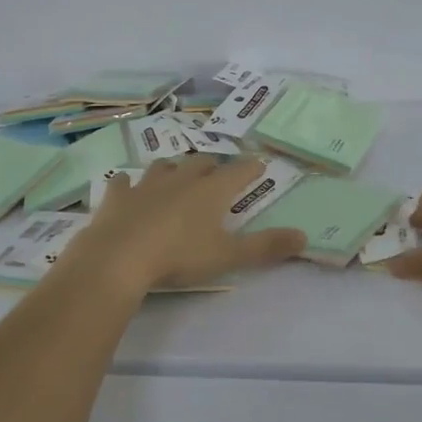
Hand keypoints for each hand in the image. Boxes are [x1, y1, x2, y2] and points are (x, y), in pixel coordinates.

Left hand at [62, 155, 306, 293]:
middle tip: (218, 175)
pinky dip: (128, 184)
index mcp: (211, 191)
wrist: (118, 258)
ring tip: (177, 175)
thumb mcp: (228, 256)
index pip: (239, 171)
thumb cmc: (179, 257)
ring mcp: (146, 184)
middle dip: (213, 166)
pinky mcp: (117, 196)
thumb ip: (266, 246)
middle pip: (202, 163)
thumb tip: (304, 236)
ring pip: (165, 166)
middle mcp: (181, 179)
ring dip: (174, 169)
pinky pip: (123, 182)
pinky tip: (126, 187)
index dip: (251, 168)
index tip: (259, 166)